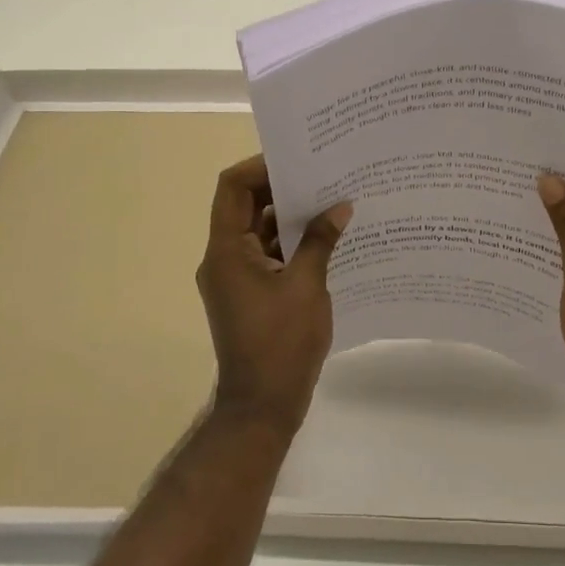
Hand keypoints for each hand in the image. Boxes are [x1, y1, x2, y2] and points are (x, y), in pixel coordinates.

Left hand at [195, 155, 351, 434]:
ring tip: (332, 200)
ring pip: (260, 230)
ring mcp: (237, 277)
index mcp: (227, 250)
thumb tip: (340, 207)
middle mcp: (224, 258)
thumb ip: (320, 241)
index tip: (298, 159)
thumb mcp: (307, 286)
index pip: (233, 188)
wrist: (263, 406)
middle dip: (283, 188)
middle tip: (324, 173)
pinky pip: (269, 254)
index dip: (261, 166)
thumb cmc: (281, 343)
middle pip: (247, 206)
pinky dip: (293, 243)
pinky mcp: (251, 293)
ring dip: (291, 216)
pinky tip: (328, 237)